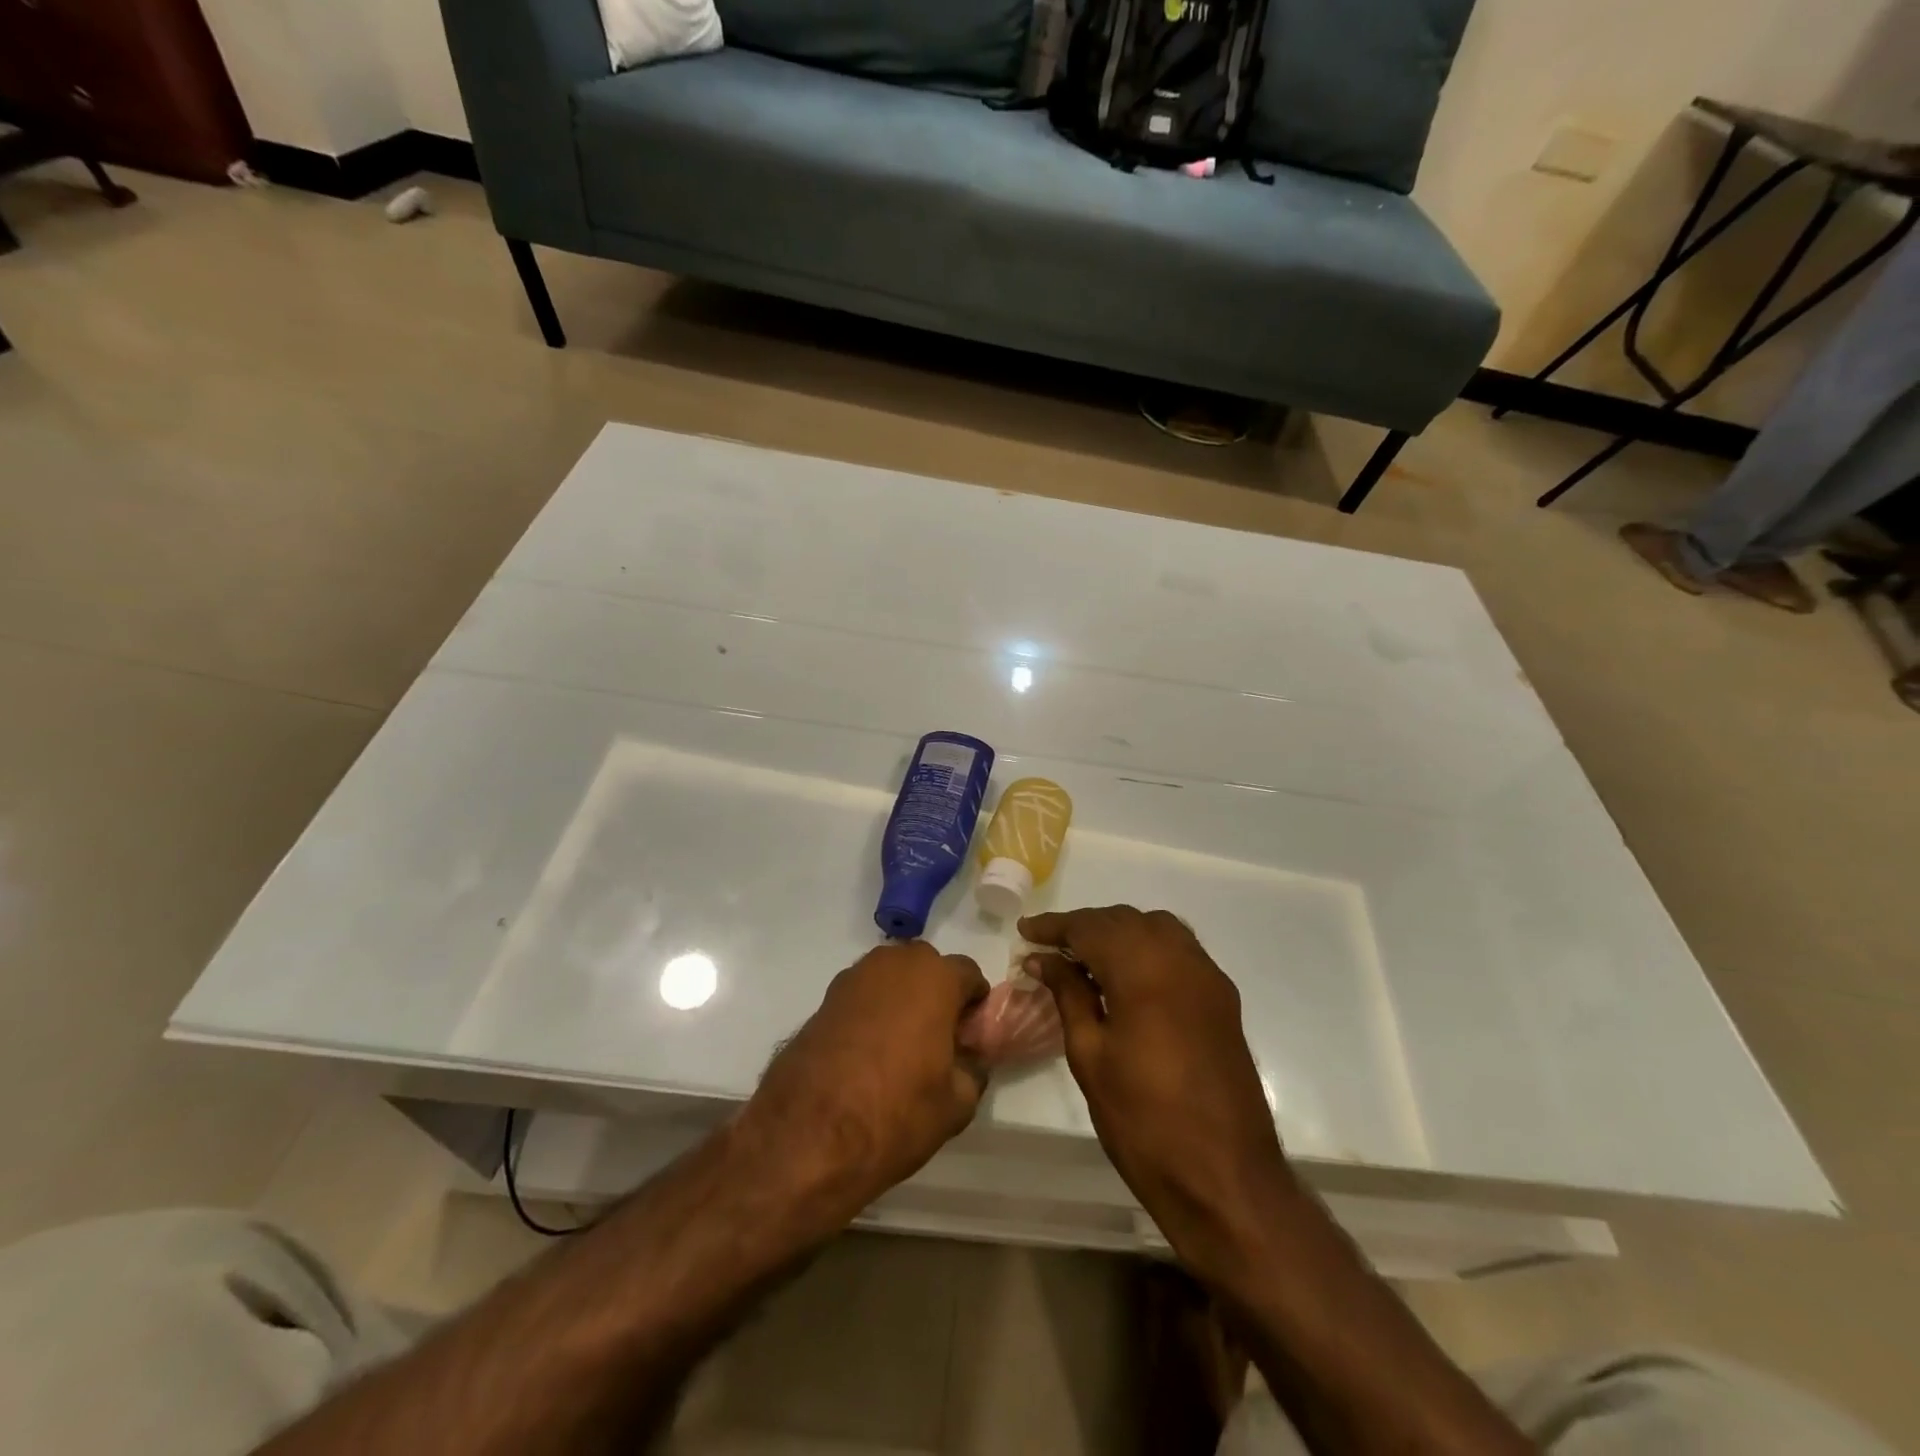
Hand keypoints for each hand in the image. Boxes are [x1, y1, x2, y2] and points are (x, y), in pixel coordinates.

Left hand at [744, 941, 989, 1218]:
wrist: (808, 1135)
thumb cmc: (897, 1112)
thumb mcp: (956, 1104)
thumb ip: (972, 1070)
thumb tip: (969, 1061)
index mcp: (935, 978)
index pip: (968, 973)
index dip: (974, 1003)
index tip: (970, 1035)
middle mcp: (894, 964)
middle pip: (927, 968)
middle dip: (936, 994)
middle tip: (937, 1039)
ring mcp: (853, 978)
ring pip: (891, 978)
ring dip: (901, 999)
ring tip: (900, 1046)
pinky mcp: (824, 999)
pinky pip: (862, 996)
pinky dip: (870, 1013)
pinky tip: (867, 1053)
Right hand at [1020, 907, 1291, 1272]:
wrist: (1225, 1178)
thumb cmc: (1143, 1121)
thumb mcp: (1091, 1056)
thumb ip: (1069, 995)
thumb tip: (1044, 959)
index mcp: (1144, 970)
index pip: (1090, 927)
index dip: (1055, 926)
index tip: (1025, 932)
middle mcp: (1181, 959)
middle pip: (1124, 920)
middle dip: (1085, 927)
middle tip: (1049, 948)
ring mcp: (1208, 976)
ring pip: (1155, 928)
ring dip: (1118, 933)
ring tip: (1085, 958)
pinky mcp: (1222, 997)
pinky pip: (1179, 950)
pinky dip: (1148, 948)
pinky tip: (1127, 976)